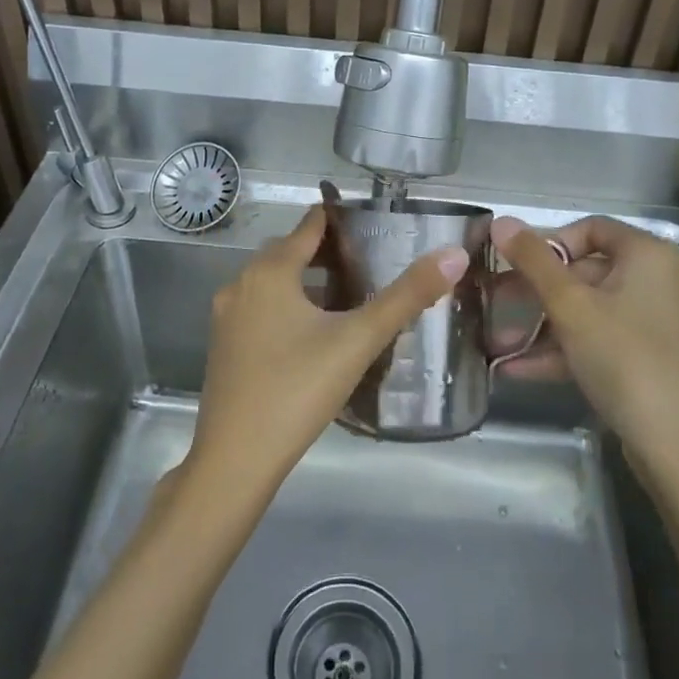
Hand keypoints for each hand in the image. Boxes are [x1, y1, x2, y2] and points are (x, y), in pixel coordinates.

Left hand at [185, 205, 467, 500]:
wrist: (234, 460)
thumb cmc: (297, 390)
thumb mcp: (358, 340)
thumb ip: (406, 296)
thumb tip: (454, 255)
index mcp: (269, 271)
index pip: (310, 225)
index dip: (342, 218)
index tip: (374, 221)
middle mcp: (241, 283)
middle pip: (290, 251)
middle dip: (328, 251)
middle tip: (372, 261)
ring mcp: (227, 316)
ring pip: (274, 282)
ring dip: (308, 280)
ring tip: (350, 295)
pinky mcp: (225, 346)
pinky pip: (261, 309)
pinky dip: (289, 306)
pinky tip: (315, 333)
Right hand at [491, 215, 678, 479]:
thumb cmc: (625, 361)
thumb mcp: (570, 307)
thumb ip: (533, 261)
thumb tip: (500, 220)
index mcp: (651, 255)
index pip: (592, 228)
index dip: (549, 243)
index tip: (519, 269)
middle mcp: (667, 279)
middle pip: (591, 271)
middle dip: (539, 293)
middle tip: (499, 307)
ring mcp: (670, 322)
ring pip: (597, 310)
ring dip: (547, 326)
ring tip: (503, 346)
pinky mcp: (666, 358)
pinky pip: (612, 339)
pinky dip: (573, 348)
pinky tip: (525, 370)